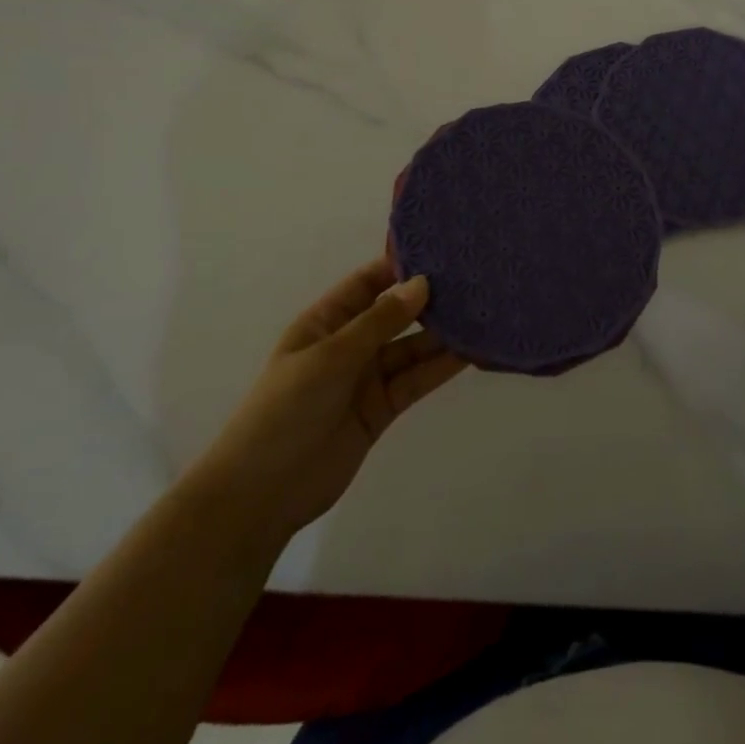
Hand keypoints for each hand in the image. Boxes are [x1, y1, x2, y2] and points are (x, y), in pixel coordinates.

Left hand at [187, 261, 465, 545]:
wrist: (261, 493)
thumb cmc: (285, 409)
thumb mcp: (331, 356)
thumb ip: (380, 321)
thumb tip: (422, 283)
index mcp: (325, 322)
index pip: (368, 282)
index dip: (400, 266)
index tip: (442, 250)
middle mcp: (349, 344)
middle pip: (396, 314)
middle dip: (430, 299)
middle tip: (475, 280)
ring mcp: (367, 377)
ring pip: (412, 348)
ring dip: (442, 335)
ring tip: (483, 314)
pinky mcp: (383, 408)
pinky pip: (416, 380)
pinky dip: (441, 367)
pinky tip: (471, 352)